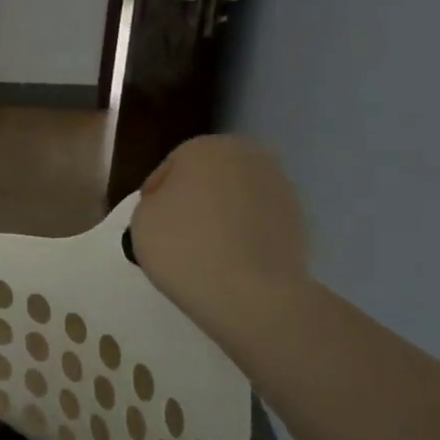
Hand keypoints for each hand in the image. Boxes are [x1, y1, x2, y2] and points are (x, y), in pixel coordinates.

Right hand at [129, 136, 307, 330]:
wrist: (250, 292)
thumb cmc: (184, 247)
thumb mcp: (141, 220)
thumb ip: (153, 202)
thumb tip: (173, 206)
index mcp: (205, 147)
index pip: (169, 169)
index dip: (155, 198)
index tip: (149, 226)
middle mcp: (248, 156)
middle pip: (207, 178)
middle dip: (192, 201)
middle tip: (175, 236)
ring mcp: (279, 186)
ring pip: (235, 198)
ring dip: (220, 216)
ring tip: (204, 252)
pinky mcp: (298, 218)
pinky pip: (257, 221)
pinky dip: (244, 234)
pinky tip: (231, 261)